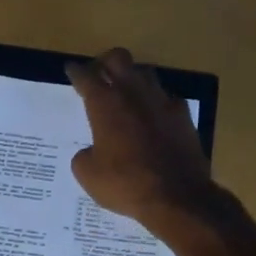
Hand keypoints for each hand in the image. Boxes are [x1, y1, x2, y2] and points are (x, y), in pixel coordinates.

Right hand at [64, 47, 212, 228]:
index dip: (76, 72)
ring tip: (126, 93)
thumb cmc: (125, 184)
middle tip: (99, 74)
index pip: (86, 77)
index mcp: (105, 105)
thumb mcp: (88, 176)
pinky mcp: (183, 116)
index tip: (71, 70)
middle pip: (118, 59)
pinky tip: (153, 116)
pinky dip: (156, 103)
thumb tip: (90, 151)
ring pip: (145, 73)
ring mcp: (162, 102)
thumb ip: (83, 156)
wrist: (177, 197)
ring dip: (132, 78)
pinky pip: (166, 98)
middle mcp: (134, 94)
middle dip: (105, 62)